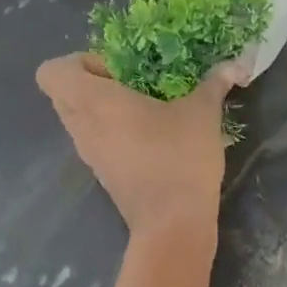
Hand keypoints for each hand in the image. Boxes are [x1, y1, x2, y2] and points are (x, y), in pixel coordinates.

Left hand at [36, 53, 243, 237]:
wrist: (174, 224)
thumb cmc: (179, 159)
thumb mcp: (202, 114)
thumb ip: (213, 85)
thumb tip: (234, 65)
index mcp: (93, 102)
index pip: (52, 72)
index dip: (80, 62)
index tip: (118, 70)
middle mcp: (82, 128)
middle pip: (63, 95)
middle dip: (92, 84)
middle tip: (131, 86)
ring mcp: (90, 157)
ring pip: (80, 122)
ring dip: (104, 112)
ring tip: (145, 111)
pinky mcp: (105, 177)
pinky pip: (97, 145)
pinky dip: (114, 137)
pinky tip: (152, 140)